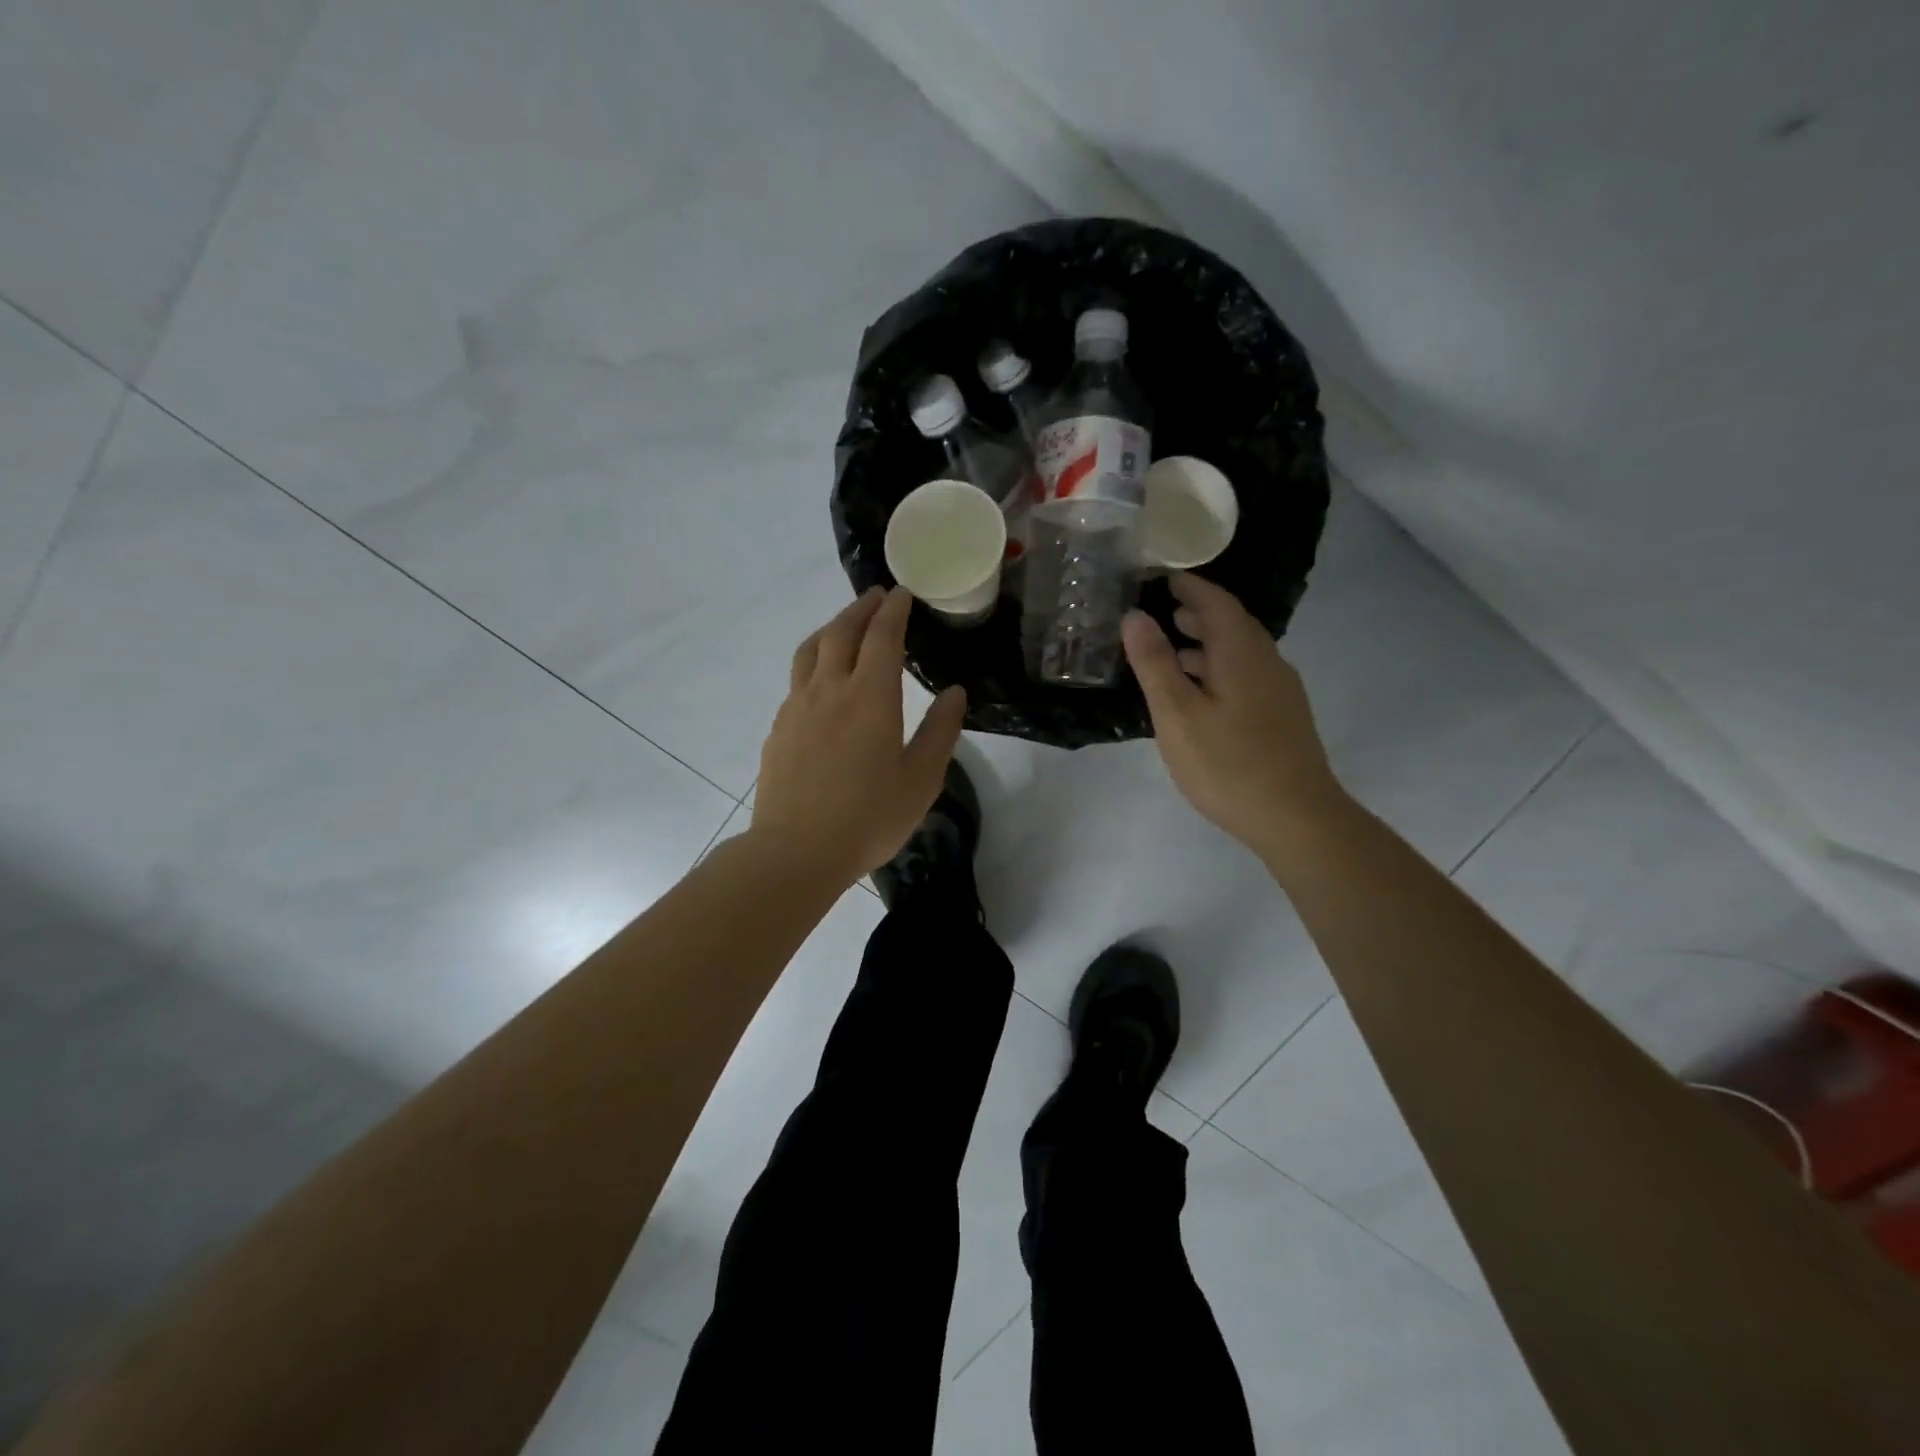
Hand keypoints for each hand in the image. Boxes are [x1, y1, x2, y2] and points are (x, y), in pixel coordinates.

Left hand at [752, 587, 966, 886]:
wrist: (796, 851)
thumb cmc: (869, 818)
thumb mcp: (921, 779)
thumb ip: (940, 731)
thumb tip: (955, 693)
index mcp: (870, 697)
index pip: (883, 636)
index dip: (894, 610)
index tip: (903, 594)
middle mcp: (830, 690)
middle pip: (841, 632)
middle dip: (861, 609)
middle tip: (877, 597)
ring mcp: (797, 707)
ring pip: (811, 650)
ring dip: (830, 628)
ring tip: (844, 626)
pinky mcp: (779, 729)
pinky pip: (797, 680)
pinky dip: (814, 663)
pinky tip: (822, 682)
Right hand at [1123, 573, 1348, 861]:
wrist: (1296, 818)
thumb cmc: (1228, 764)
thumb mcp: (1177, 714)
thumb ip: (1154, 663)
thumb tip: (1134, 616)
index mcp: (1241, 652)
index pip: (1215, 601)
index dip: (1188, 586)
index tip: (1160, 577)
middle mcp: (1267, 661)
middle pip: (1231, 623)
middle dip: (1196, 613)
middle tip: (1161, 612)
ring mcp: (1280, 690)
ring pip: (1240, 652)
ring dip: (1206, 644)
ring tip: (1172, 652)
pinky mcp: (1283, 716)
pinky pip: (1246, 674)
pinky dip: (1219, 669)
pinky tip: (1200, 694)